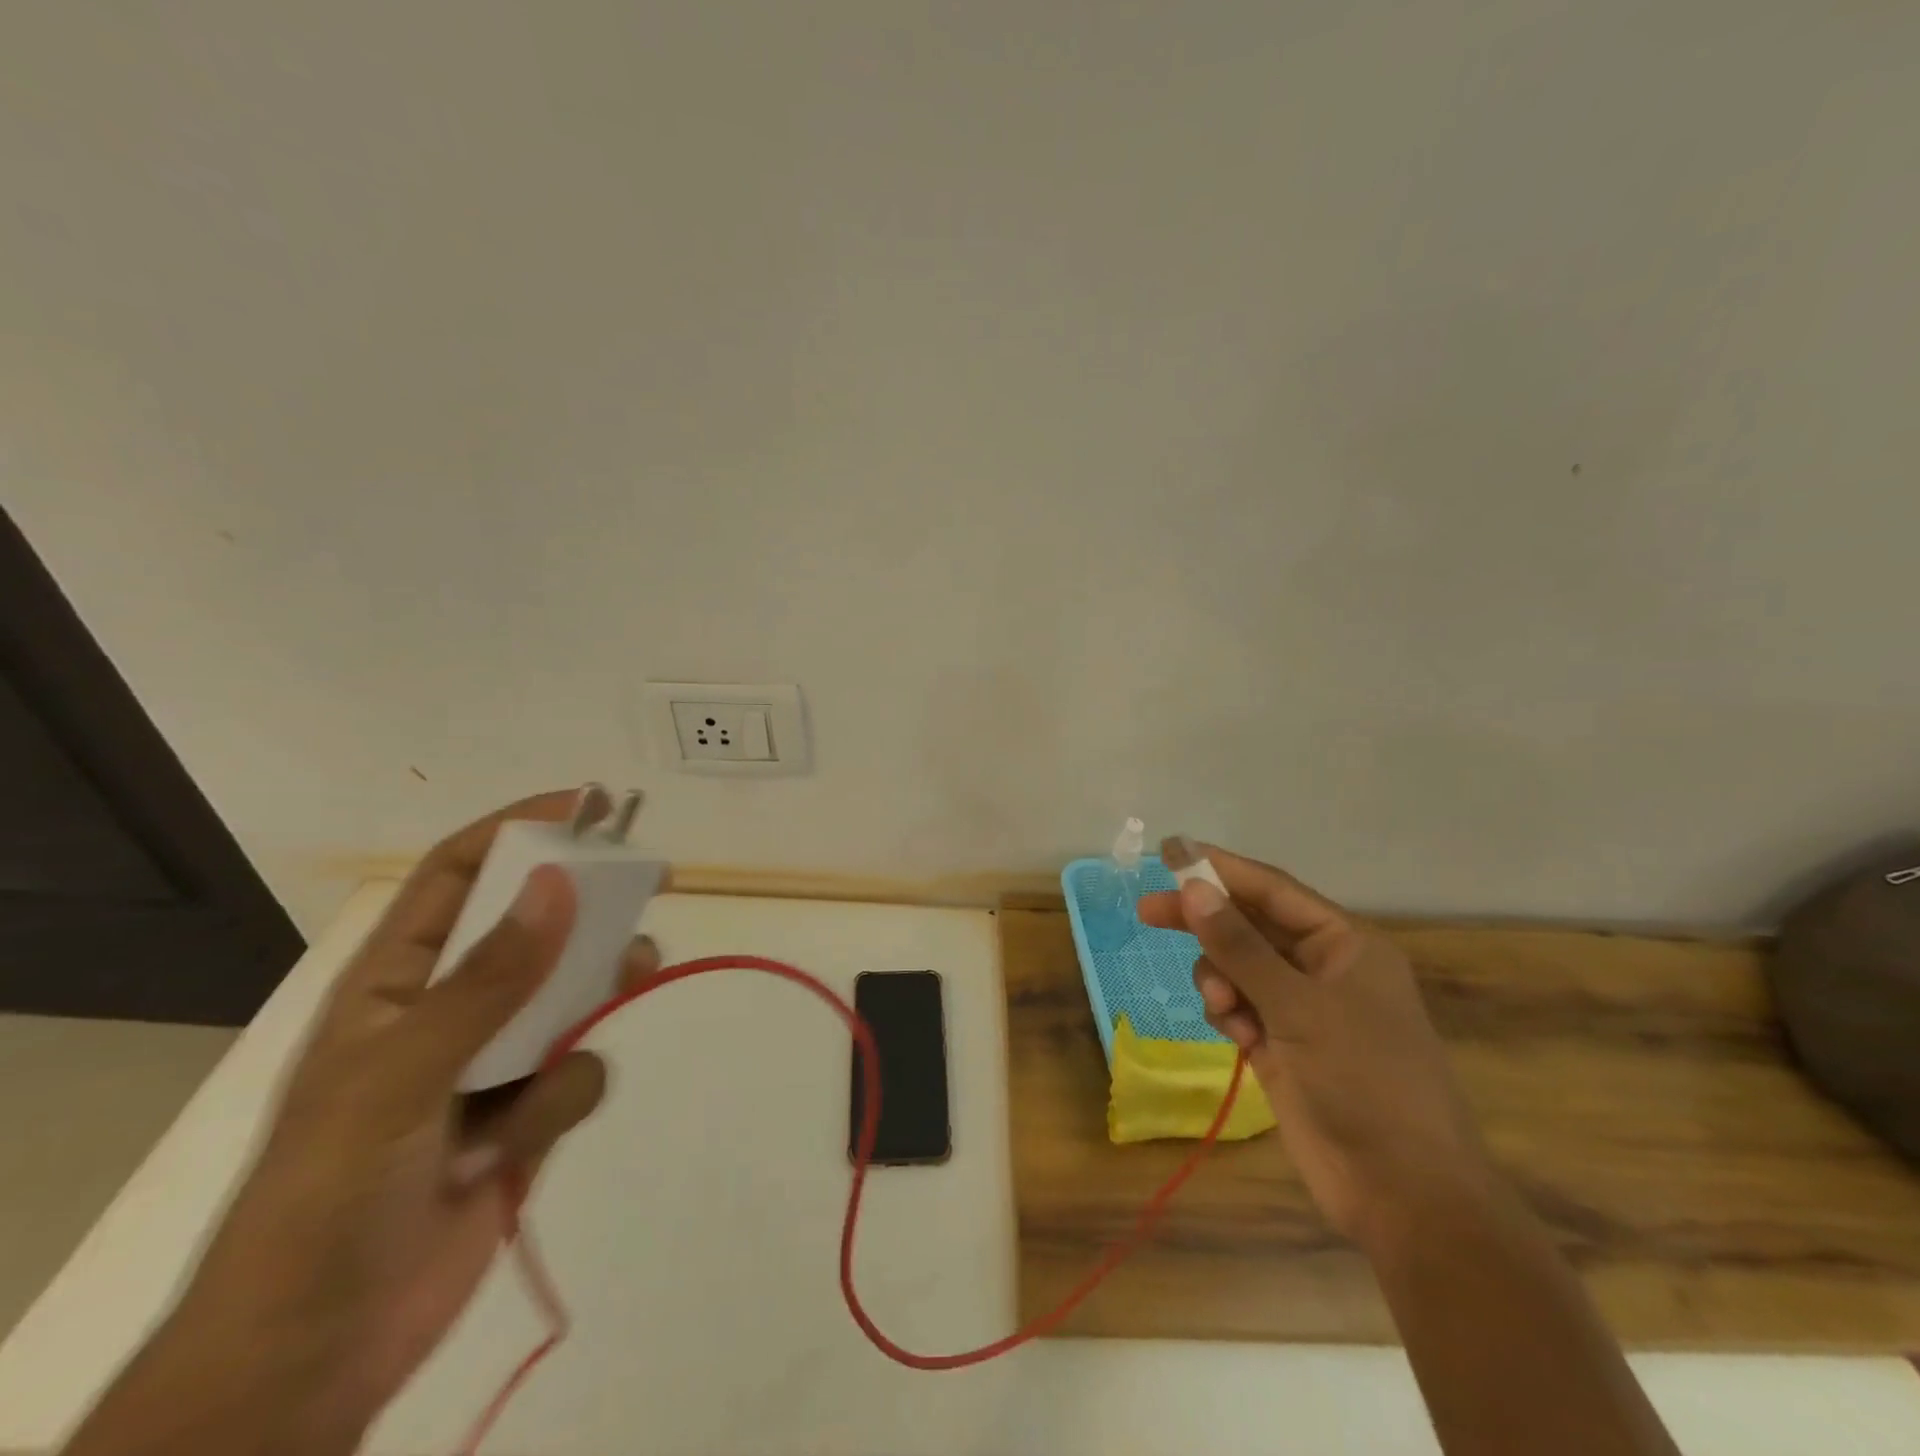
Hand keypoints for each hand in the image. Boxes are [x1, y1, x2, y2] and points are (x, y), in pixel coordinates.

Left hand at [139, 791, 657, 1454]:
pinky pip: (576, 1072)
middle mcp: (448, 1011)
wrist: (318, 1357)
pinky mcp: (524, 1115)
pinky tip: (526, 1139)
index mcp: (393, 984)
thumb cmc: (329, 1200)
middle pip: (532, 929)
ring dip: (598, 991)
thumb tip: (560, 882)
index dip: (515, 830)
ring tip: (634, 975)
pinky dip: (566, 1094)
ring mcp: (490, 1064)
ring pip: (569, 996)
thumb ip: (488, 980)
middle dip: (586, 908)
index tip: (585, 807)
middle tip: (645, 884)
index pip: (455, 877)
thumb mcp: (400, 1078)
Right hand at [1137, 842, 1493, 1249]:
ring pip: (1238, 968)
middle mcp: (1323, 968)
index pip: (1272, 890)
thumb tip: (1193, 889)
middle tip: (1148, 912)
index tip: (1169, 854)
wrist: (1404, 1196)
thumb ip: (1240, 946)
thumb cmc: (1365, 1083)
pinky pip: (1239, 1007)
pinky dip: (1228, 1012)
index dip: (1221, 868)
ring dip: (1219, 978)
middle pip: (1249, 926)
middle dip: (1204, 922)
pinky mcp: (1283, 1045)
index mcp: (1346, 945)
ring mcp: (1302, 1009)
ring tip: (1222, 1006)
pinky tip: (1236, 1036)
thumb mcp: (1299, 1007)